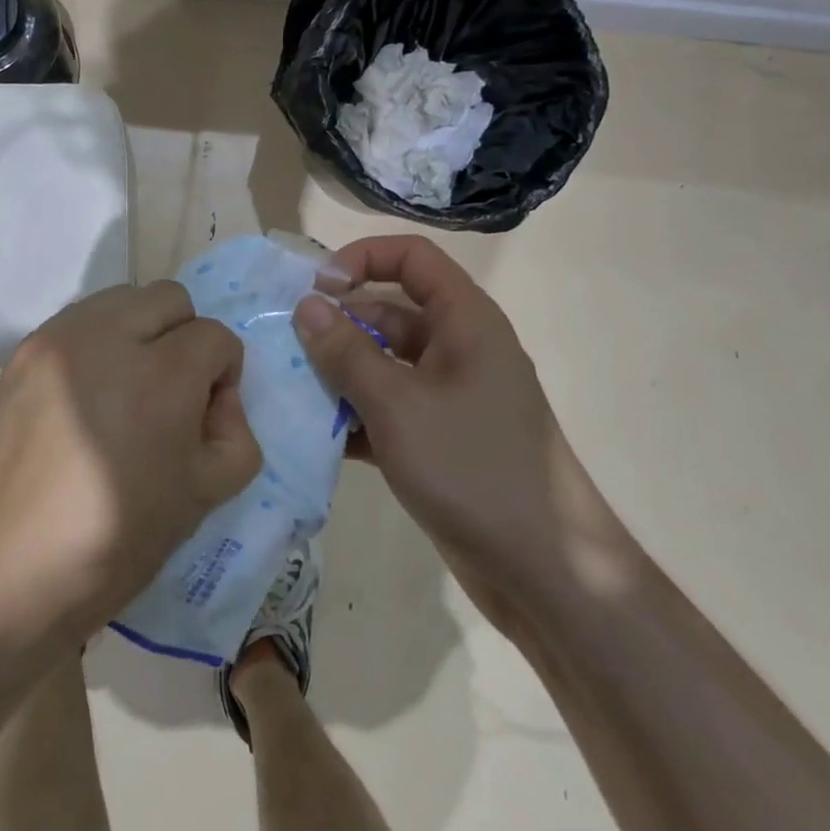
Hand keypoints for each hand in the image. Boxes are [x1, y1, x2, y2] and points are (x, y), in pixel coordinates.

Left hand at [0, 282, 262, 644]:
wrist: (5, 571)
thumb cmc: (113, 543)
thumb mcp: (204, 497)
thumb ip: (235, 433)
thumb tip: (216, 397)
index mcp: (160, 376)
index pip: (215, 336)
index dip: (224, 374)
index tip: (205, 415)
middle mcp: (107, 338)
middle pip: (169, 298)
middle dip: (185, 337)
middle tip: (171, 393)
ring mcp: (57, 340)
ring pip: (121, 299)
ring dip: (140, 332)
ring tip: (125, 390)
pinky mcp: (23, 352)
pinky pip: (79, 322)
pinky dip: (98, 342)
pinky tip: (88, 395)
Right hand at [292, 236, 588, 606]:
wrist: (544, 573)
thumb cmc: (472, 469)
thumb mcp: (398, 405)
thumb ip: (347, 352)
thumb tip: (306, 305)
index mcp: (465, 321)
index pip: (412, 257)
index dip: (361, 258)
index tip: (315, 289)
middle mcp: (459, 348)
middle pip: (390, 310)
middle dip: (338, 324)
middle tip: (286, 345)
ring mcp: (450, 396)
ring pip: (383, 363)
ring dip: (339, 373)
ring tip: (290, 389)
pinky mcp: (439, 438)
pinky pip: (388, 408)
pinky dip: (355, 415)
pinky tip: (315, 437)